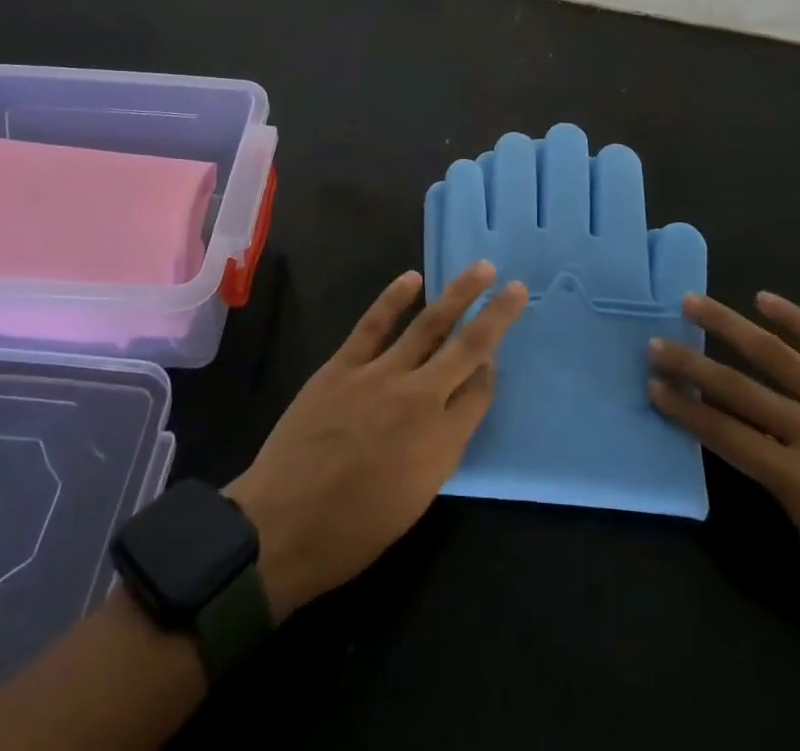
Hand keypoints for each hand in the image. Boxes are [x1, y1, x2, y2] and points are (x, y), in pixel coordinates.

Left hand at [226, 262, 527, 618]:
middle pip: (468, 349)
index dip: (491, 370)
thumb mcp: (416, 500)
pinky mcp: (344, 365)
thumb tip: (457, 409)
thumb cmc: (353, 531)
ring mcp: (380, 375)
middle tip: (517, 288)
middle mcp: (420, 399)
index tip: (495, 356)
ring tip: (481, 269)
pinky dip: (394, 298)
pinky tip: (412, 278)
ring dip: (458, 294)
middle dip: (496, 317)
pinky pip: (375, 323)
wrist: (282, 527)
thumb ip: (443, 449)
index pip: (480, 392)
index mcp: (442, 442)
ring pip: (429, 325)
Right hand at [649, 292, 799, 622]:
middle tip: (655, 344)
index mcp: (797, 478)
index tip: (652, 387)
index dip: (684, 409)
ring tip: (692, 303)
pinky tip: (764, 299)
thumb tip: (756, 449)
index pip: (723, 433)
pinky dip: (795, 320)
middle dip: (689, 365)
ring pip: (774, 354)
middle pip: (736, 388)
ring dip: (727, 326)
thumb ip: (781, 490)